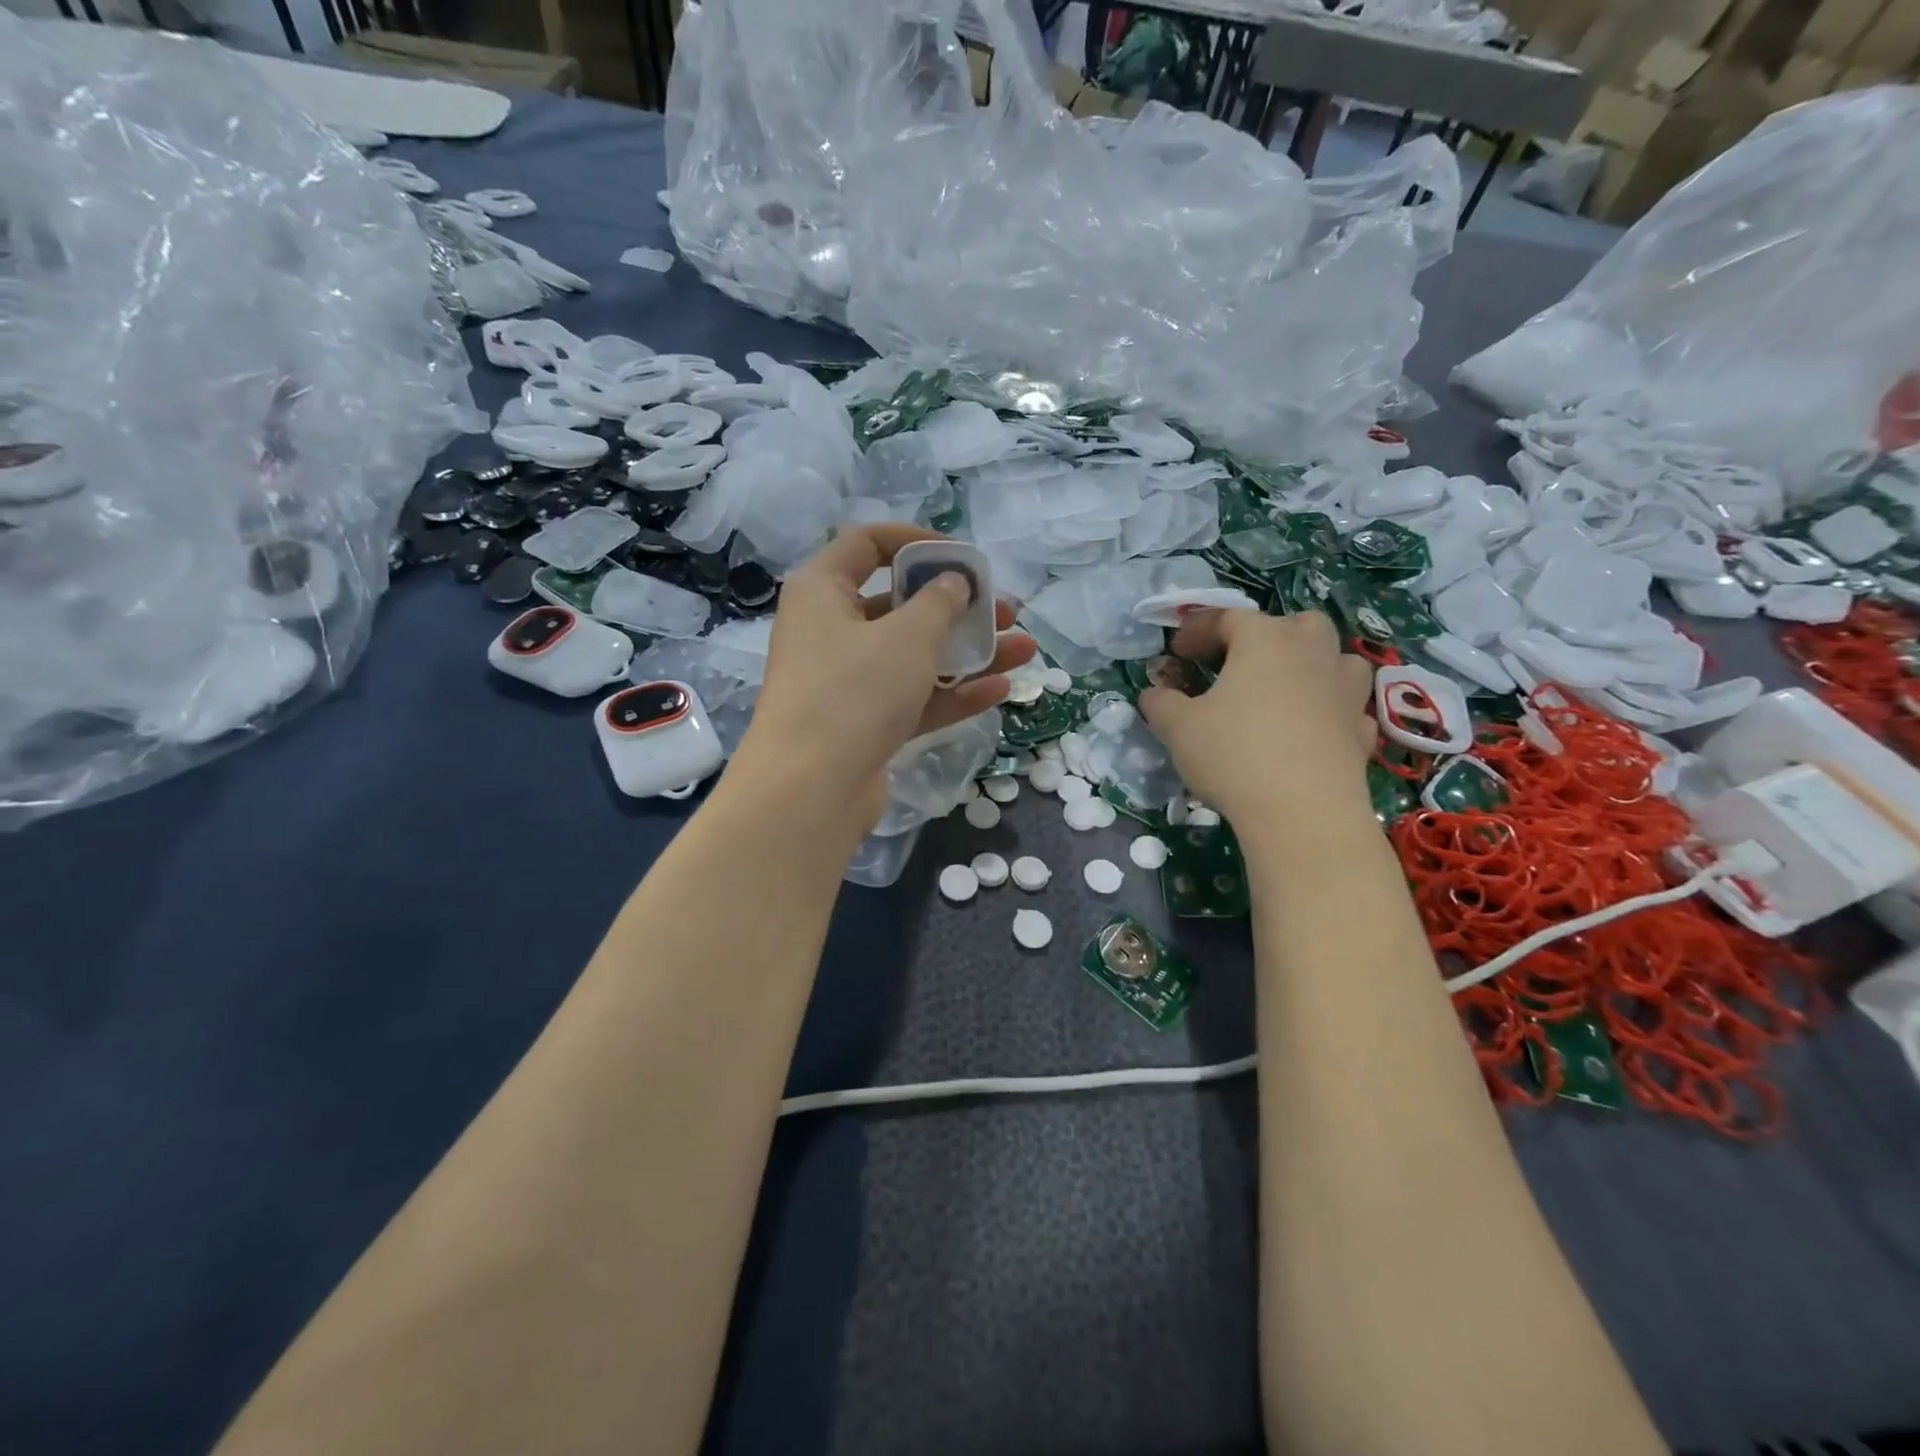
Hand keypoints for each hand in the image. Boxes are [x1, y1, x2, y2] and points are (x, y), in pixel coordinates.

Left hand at [734, 525, 1036, 831]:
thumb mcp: (906, 636)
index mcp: (822, 591)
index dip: (917, 542)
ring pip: (913, 656)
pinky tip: (1000, 690)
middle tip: (1006, 611)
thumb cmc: (854, 692)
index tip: (962, 558)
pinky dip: (951, 693)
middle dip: (958, 607)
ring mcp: (846, 682)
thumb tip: (953, 583)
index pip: (867, 544)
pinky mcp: (862, 724)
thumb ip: (939, 602)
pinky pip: (912, 697)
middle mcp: (829, 630)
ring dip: (967, 652)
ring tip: (1023, 650)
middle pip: (899, 605)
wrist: (811, 791)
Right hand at [1138, 609, 1374, 828]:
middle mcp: (1312, 652)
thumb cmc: (1233, 755)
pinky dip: (1327, 707)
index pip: (1228, 618)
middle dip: (1265, 634)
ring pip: (1333, 657)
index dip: (1198, 630)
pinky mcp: (1362, 728)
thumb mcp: (1178, 727)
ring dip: (1308, 663)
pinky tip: (1309, 728)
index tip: (1176, 651)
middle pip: (1294, 623)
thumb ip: (1161, 703)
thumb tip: (1154, 694)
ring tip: (1282, 688)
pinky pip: (1345, 703)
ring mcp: (1345, 689)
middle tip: (1238, 661)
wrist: (1303, 812)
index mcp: (1265, 640)